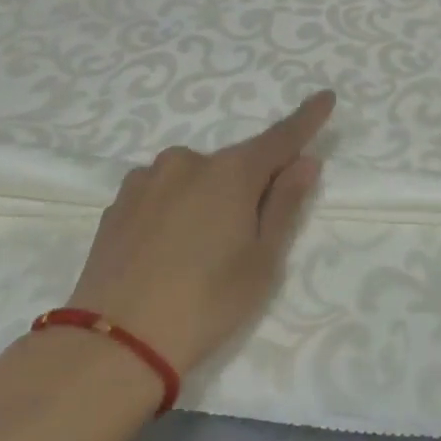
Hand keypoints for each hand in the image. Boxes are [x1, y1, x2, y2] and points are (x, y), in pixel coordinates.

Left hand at [67, 91, 334, 375]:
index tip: (326, 97)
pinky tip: (166, 250)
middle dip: (249, 187)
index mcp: (231, 172)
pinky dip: (174, 210)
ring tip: (199, 253)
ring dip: (207, 199)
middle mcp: (187, 162)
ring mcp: (146, 179)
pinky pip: (161, 194)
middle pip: (234, 165)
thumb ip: (285, 205)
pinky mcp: (116, 203)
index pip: (280, 138)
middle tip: (248, 238)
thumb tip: (305, 162)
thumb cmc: (206, 303)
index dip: (306, 119)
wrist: (113, 342)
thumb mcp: (262, 262)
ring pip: (193, 179)